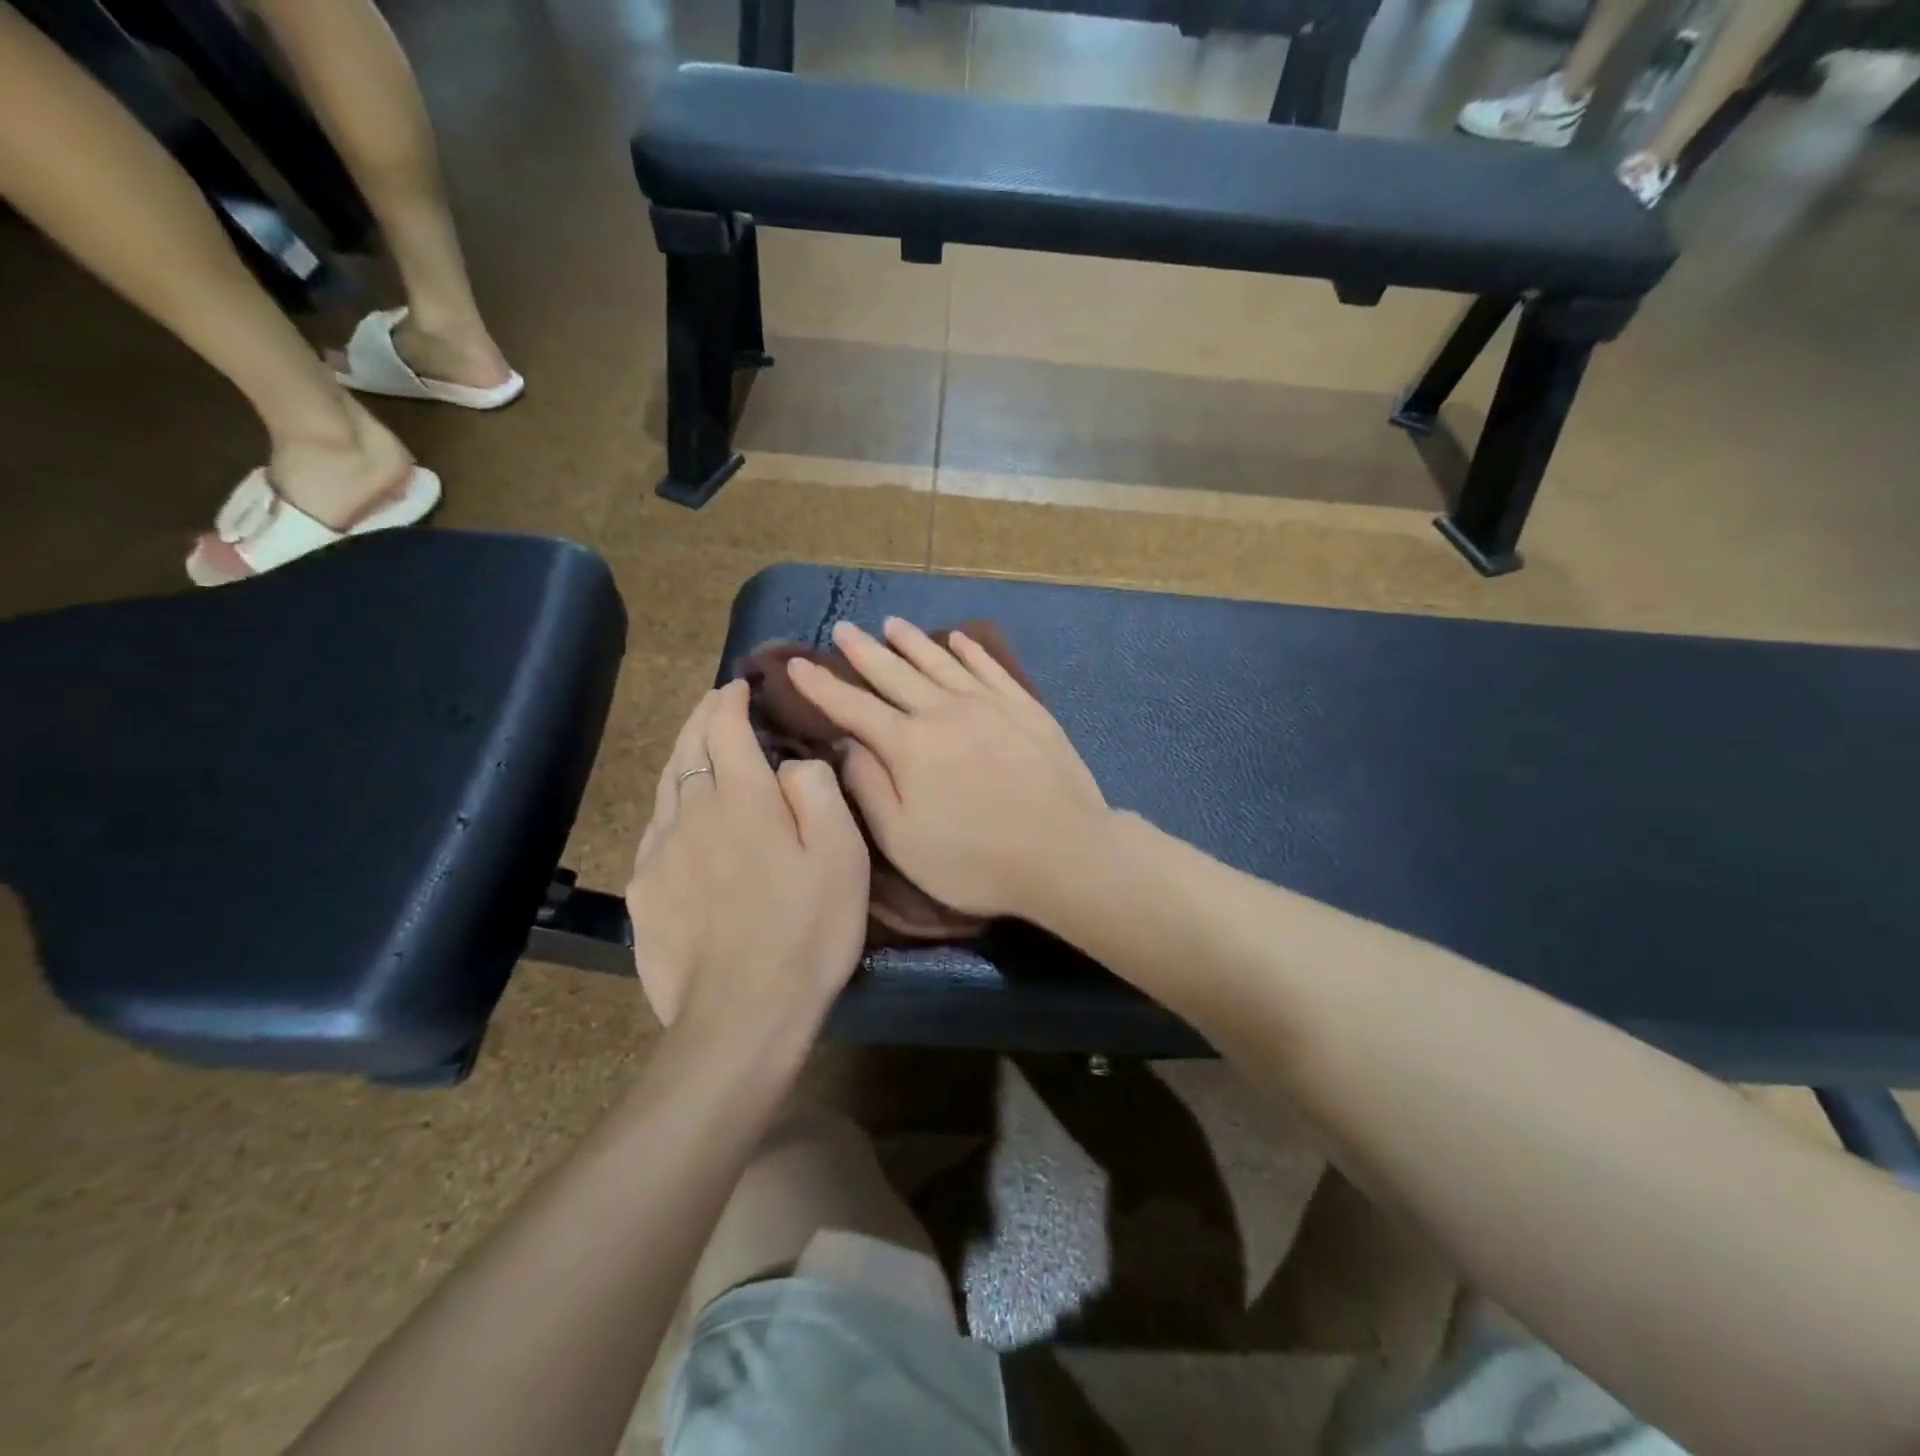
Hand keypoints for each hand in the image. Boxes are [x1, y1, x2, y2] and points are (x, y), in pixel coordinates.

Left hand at [625, 680, 869, 1048]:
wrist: (742, 1016)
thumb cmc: (806, 930)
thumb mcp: (841, 855)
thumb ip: (817, 791)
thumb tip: (790, 764)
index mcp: (741, 798)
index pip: (724, 728)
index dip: (731, 700)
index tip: (740, 687)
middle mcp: (690, 813)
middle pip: (687, 748)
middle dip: (702, 717)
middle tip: (716, 702)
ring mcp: (658, 853)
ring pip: (665, 786)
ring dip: (682, 755)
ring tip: (696, 746)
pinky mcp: (642, 892)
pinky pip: (654, 829)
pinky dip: (670, 804)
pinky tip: (679, 816)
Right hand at [786, 618, 1110, 922]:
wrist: (1065, 853)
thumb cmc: (976, 861)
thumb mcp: (905, 840)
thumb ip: (870, 788)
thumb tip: (847, 744)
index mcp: (909, 746)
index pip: (853, 707)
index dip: (821, 686)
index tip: (795, 665)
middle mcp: (944, 712)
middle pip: (895, 673)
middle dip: (863, 652)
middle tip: (842, 629)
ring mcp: (989, 705)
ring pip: (940, 662)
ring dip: (912, 642)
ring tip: (890, 624)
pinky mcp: (1025, 708)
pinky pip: (989, 668)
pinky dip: (969, 651)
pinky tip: (957, 639)